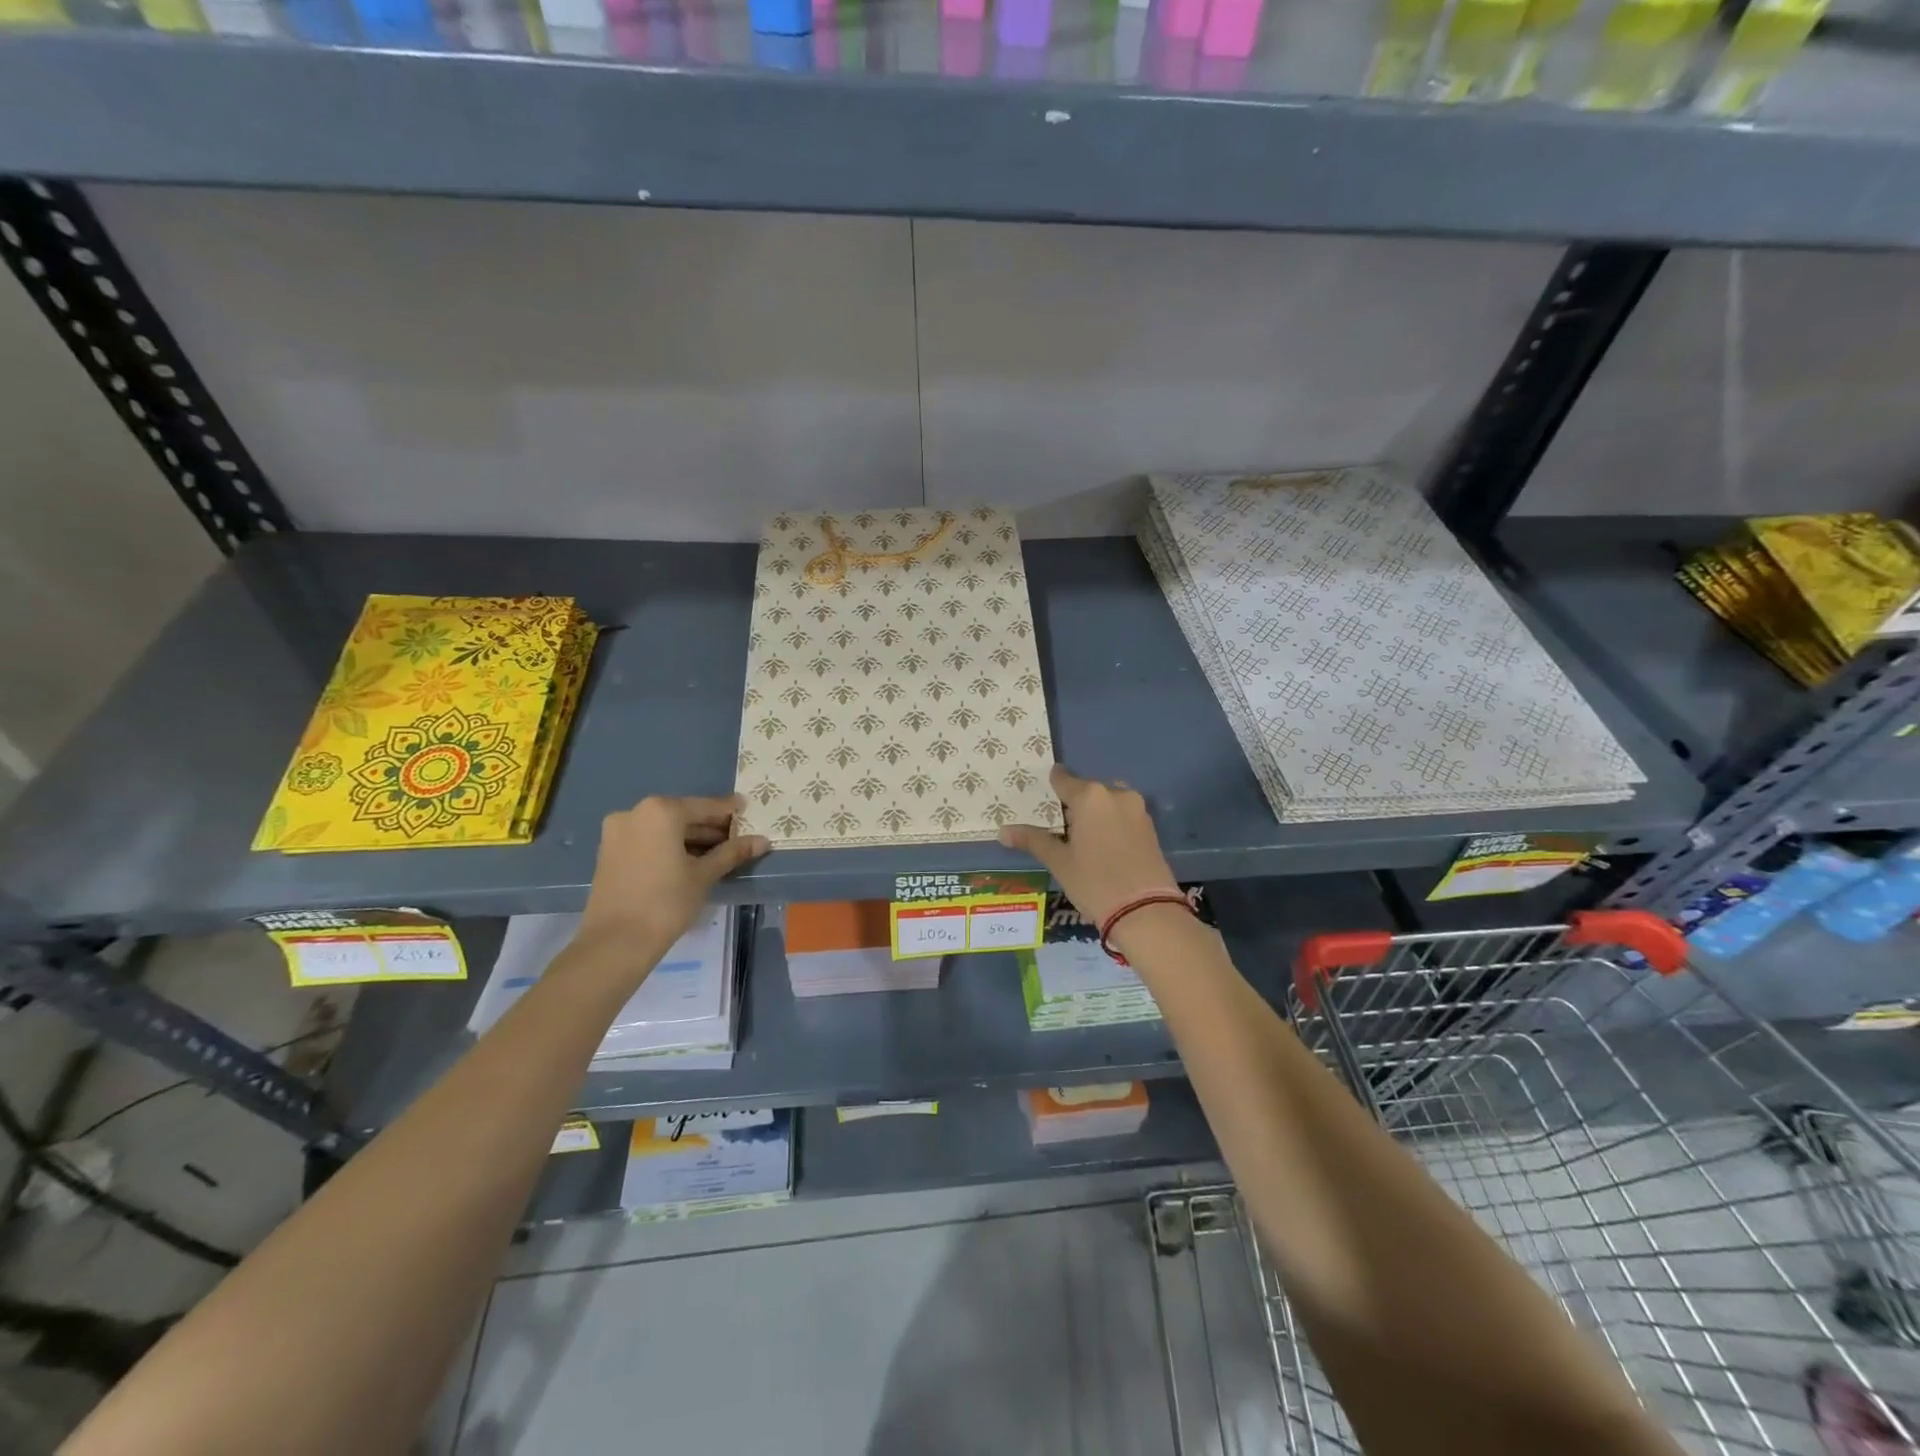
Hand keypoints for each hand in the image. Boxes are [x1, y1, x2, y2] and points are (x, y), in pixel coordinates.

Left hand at [576, 795, 769, 959]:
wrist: (615, 942)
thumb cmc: (666, 902)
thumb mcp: (704, 875)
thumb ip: (733, 852)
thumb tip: (762, 841)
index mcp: (660, 811)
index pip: (705, 807)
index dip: (729, 811)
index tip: (747, 810)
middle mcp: (635, 812)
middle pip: (682, 815)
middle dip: (709, 827)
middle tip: (737, 838)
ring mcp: (617, 832)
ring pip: (664, 828)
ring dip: (689, 838)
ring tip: (718, 853)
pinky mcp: (609, 851)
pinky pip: (648, 840)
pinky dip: (669, 845)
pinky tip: (690, 860)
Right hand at [999, 765, 1178, 928]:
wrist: (1146, 911)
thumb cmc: (1094, 881)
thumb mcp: (1059, 862)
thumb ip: (1033, 840)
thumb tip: (1002, 831)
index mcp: (1090, 796)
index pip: (1063, 779)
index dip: (1051, 786)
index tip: (1042, 796)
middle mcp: (1116, 794)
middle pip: (1088, 790)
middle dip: (1074, 804)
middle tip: (1060, 826)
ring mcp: (1137, 810)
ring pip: (1108, 802)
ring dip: (1095, 813)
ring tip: (1081, 838)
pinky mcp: (1151, 827)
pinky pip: (1124, 815)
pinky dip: (1111, 823)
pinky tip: (1103, 846)